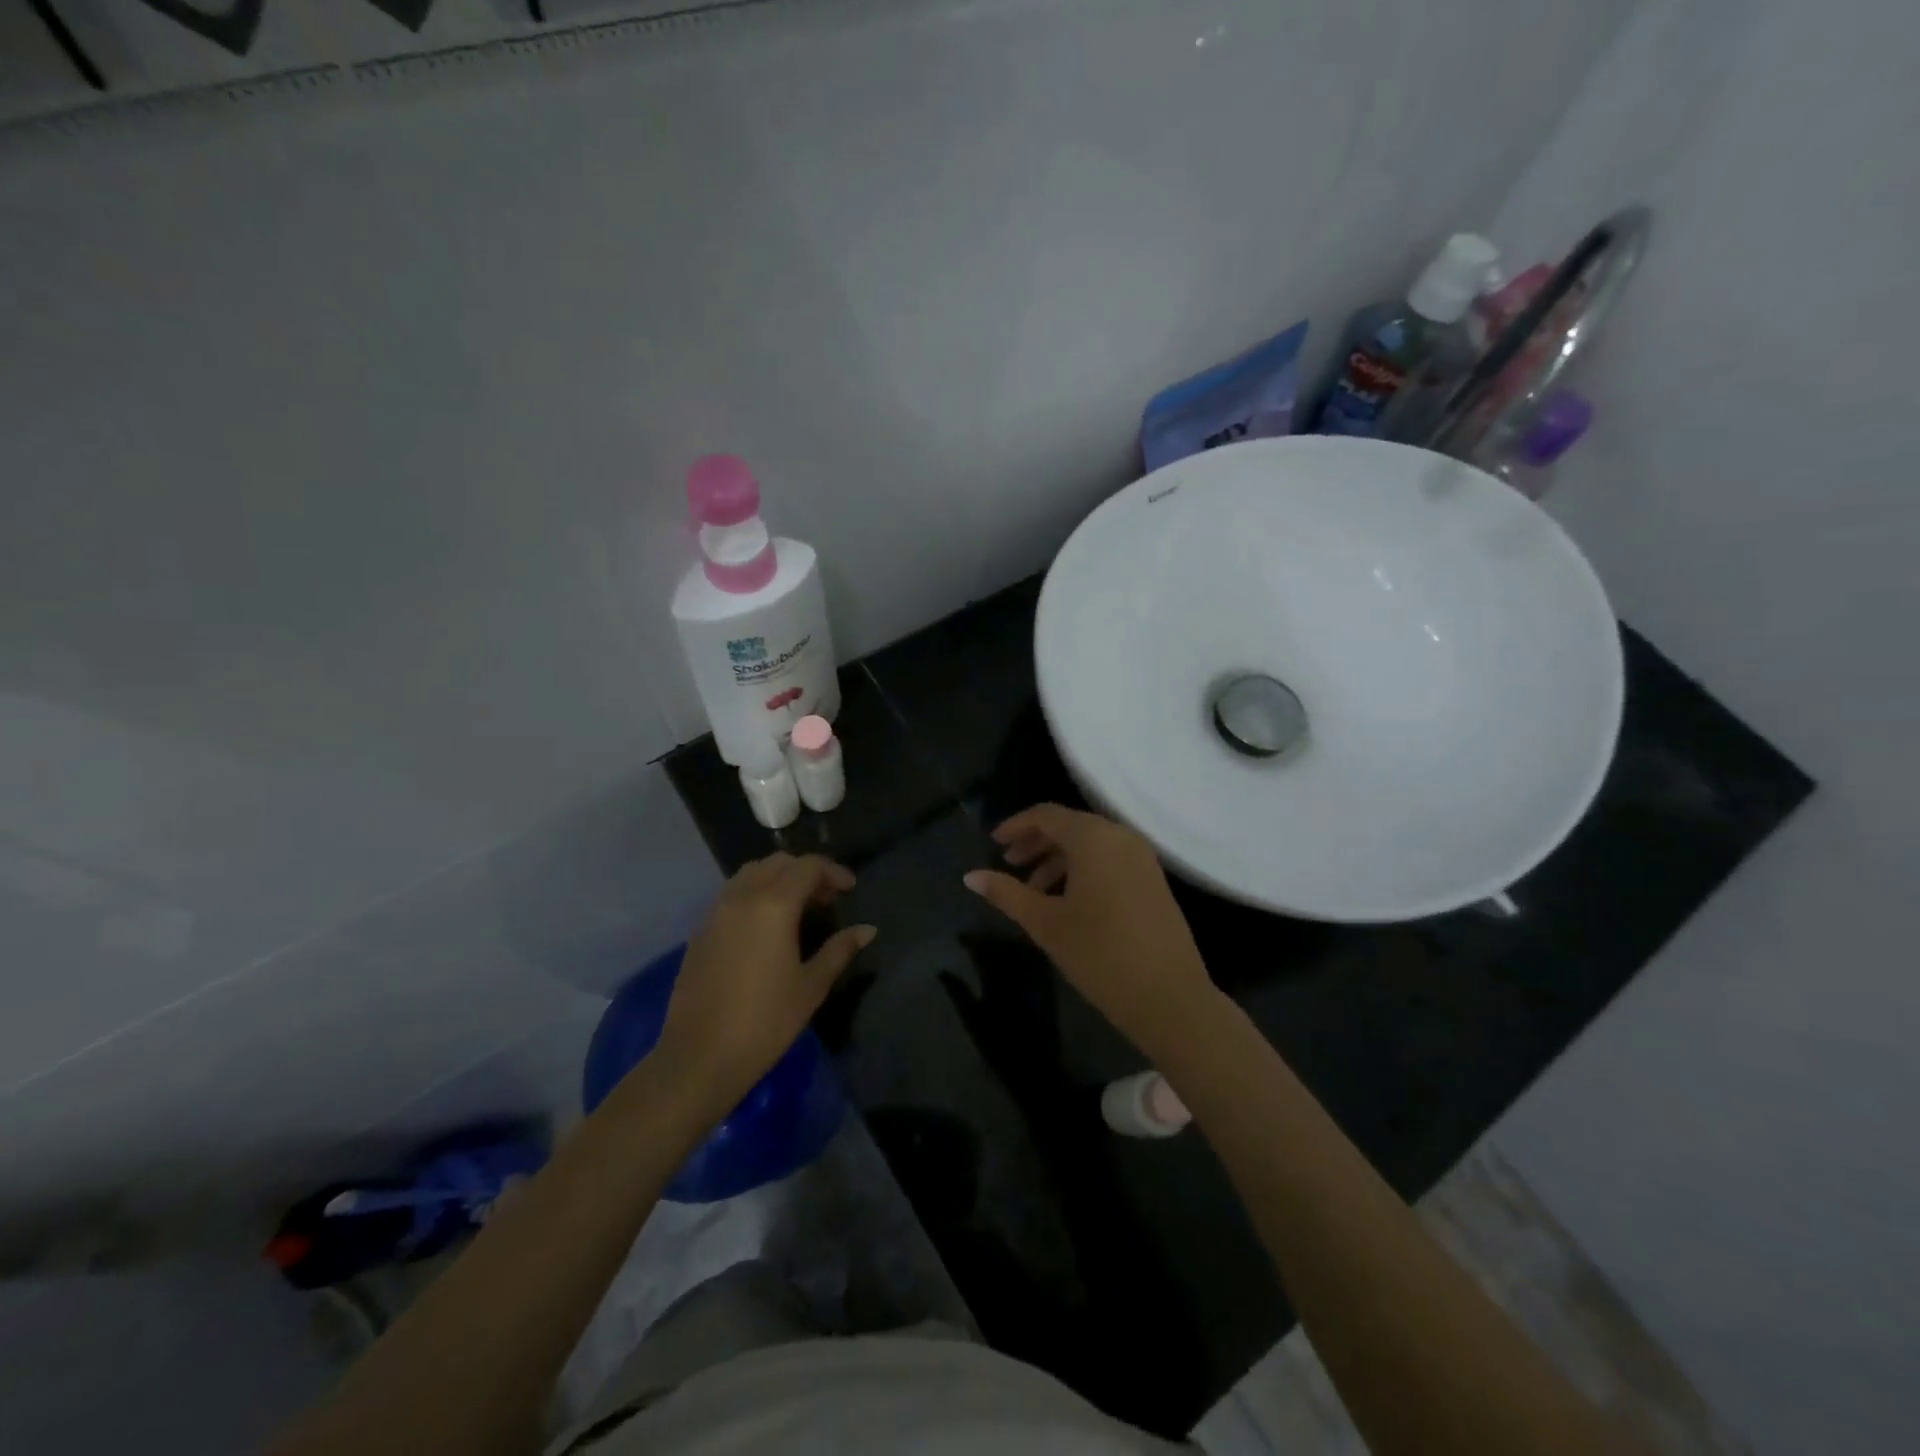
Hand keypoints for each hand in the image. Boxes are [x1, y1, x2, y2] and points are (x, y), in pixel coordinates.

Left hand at [656, 853, 874, 1115]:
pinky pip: (732, 894)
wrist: (699, 1057)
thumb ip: (840, 949)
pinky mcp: (701, 930)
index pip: (807, 866)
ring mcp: (716, 912)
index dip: (833, 872)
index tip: (850, 890)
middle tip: (826, 899)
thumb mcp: (811, 985)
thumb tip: (867, 929)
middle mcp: (741, 896)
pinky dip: (756, 894)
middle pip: (778, 863)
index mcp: (773, 904)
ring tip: (798, 908)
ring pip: (751, 873)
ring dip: (778, 879)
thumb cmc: (765, 1021)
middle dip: (806, 872)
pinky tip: (767, 926)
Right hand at [963, 804, 1218, 1057]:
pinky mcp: (1153, 880)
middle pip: (1070, 826)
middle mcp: (1120, 837)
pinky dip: (1083, 869)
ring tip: (1033, 889)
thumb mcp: (1045, 923)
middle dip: (1036, 842)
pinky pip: (1110, 859)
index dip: (1016, 825)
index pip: (1046, 815)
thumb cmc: (1099, 954)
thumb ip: (1006, 893)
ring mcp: (1142, 858)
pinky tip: (1067, 900)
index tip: (993, 844)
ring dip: (1058, 858)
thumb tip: (970, 877)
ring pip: (1091, 844)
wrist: (1169, 997)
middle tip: (1009, 863)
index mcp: (1093, 838)